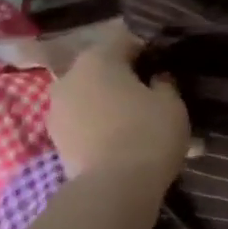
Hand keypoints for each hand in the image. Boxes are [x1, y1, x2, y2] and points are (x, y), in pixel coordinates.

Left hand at [47, 23, 191, 185]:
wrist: (113, 189)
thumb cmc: (148, 134)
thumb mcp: (172, 103)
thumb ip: (165, 84)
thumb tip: (156, 78)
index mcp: (98, 59)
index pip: (125, 39)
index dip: (148, 50)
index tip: (165, 66)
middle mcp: (69, 77)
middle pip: (102, 69)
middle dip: (125, 79)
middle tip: (152, 96)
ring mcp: (56, 109)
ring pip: (91, 97)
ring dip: (110, 104)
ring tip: (136, 124)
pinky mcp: (55, 139)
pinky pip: (83, 123)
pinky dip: (100, 127)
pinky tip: (121, 142)